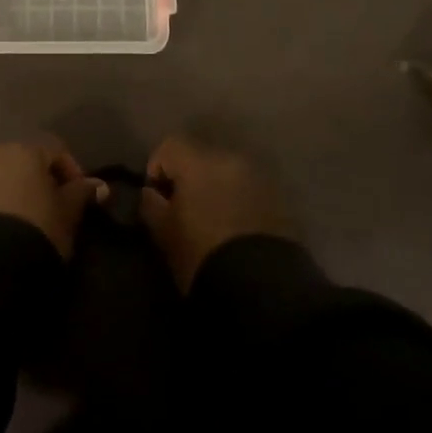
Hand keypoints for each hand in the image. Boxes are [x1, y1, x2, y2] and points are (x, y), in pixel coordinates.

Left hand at [0, 137, 105, 258]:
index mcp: (26, 149)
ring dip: (13, 188)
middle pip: (24, 159)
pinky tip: (1, 223)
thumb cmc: (38, 228)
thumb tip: (99, 186)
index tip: (80, 198)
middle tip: (52, 208)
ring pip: (0, 173)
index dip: (71, 173)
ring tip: (24, 218)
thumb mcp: (68, 213)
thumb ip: (82, 193)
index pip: (56, 151)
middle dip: (39, 179)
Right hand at [140, 134, 289, 290]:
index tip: (157, 195)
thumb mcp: (164, 234)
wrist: (260, 288)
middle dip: (190, 176)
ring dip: (217, 187)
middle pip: (202, 155)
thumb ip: (151, 205)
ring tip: (213, 219)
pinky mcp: (280, 198)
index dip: (158, 167)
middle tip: (185, 208)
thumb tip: (151, 193)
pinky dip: (239, 199)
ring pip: (228, 172)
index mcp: (200, 162)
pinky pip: (250, 189)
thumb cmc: (202, 256)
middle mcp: (232, 159)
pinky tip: (236, 228)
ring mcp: (260, 177)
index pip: (171, 145)